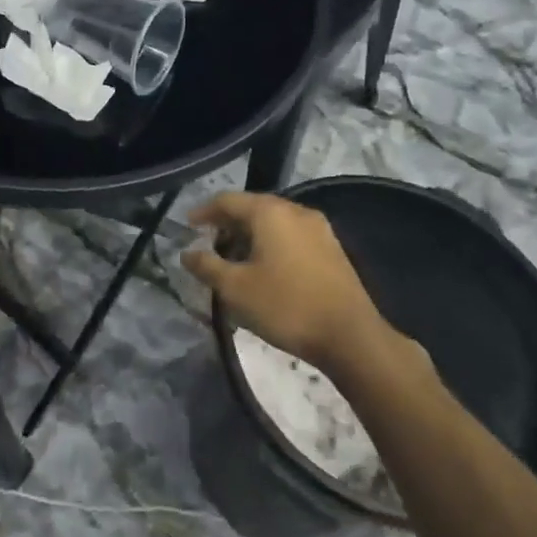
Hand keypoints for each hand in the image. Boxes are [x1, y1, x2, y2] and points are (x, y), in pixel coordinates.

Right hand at [182, 192, 398, 371]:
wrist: (349, 335)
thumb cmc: (285, 306)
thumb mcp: (235, 289)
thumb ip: (207, 266)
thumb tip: (187, 253)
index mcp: (270, 212)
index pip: (228, 200)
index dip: (204, 211)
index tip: (187, 225)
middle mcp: (296, 211)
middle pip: (253, 207)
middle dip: (227, 223)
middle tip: (208, 242)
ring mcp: (319, 229)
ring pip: (274, 222)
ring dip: (250, 234)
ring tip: (233, 258)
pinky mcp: (332, 248)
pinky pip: (292, 235)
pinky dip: (271, 243)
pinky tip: (263, 267)